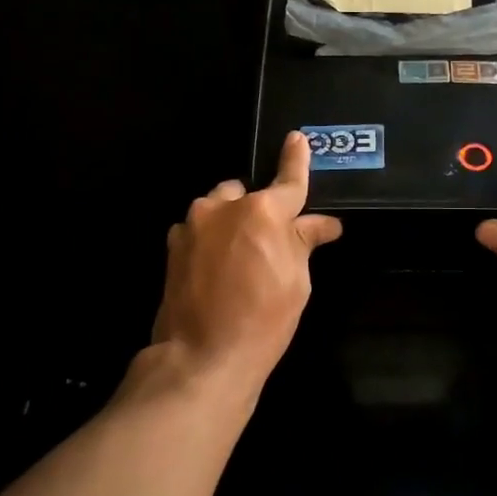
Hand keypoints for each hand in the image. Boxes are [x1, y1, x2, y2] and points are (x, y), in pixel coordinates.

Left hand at [152, 133, 342, 387]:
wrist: (203, 356)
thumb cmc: (264, 320)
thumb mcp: (297, 281)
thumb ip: (304, 243)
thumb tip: (323, 224)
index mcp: (262, 211)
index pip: (289, 181)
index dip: (297, 160)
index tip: (297, 139)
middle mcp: (223, 207)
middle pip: (247, 194)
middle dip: (259, 209)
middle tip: (272, 242)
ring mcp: (192, 225)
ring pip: (219, 209)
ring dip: (232, 223)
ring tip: (241, 258)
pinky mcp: (173, 246)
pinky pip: (200, 230)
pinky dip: (212, 240)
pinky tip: (217, 270)